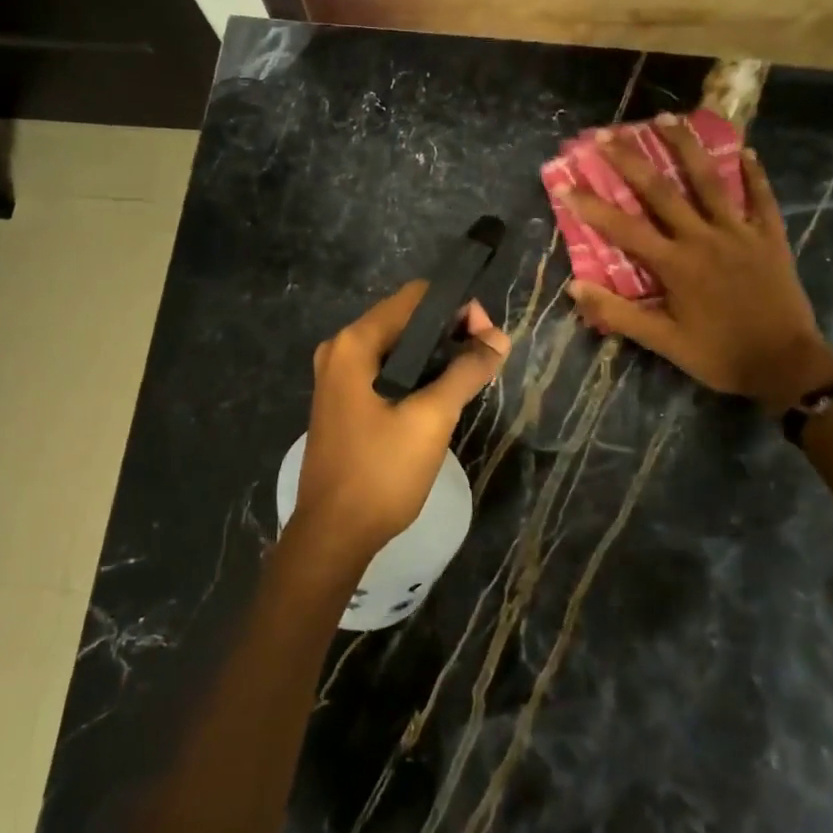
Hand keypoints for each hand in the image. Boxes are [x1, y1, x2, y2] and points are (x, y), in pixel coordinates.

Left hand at [288, 282, 509, 567]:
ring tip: (471, 376)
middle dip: (449, 331)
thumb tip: (498, 339)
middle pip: (405, 319)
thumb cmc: (381, 472)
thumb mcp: (431, 419)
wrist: (334, 534)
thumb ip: (466, 372)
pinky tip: (441, 394)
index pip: (415, 298)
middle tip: (486, 359)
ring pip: (397, 346)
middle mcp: (340, 349)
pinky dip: (416, 373)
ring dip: (435, 354)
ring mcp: (337, 376)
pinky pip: (385, 370)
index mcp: (354, 343)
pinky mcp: (343, 400)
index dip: (458, 308)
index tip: (488, 339)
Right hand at [558, 116, 832, 409]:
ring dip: (685, 147)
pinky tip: (745, 151)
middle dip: (630, 160)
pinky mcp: (770, 237)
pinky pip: (761, 198)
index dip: (591, 205)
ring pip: (709, 180)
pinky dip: (753, 174)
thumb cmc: (719, 355)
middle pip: (661, 190)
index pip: (623, 228)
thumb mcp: (663, 342)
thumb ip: (619, 314)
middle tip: (607, 133)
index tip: (565, 184)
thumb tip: (575, 288)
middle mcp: (704, 237)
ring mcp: (740, 232)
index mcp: (675, 264)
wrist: (786, 365)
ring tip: (666, 117)